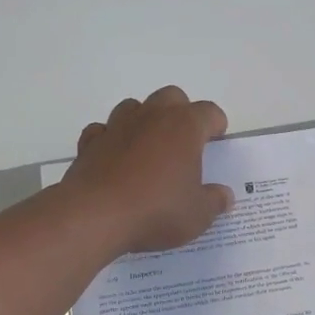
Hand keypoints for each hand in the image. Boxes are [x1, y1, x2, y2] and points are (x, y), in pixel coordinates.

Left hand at [61, 86, 235, 253]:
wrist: (95, 216)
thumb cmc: (157, 210)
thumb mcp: (198, 215)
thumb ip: (215, 201)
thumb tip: (225, 195)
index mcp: (184, 126)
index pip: (209, 112)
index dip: (217, 126)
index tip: (217, 142)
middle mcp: (151, 116)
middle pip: (171, 97)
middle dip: (181, 113)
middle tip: (185, 143)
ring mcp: (117, 126)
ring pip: (134, 107)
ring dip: (144, 121)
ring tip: (149, 149)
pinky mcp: (90, 143)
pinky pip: (103, 130)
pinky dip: (111, 140)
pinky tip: (116, 160)